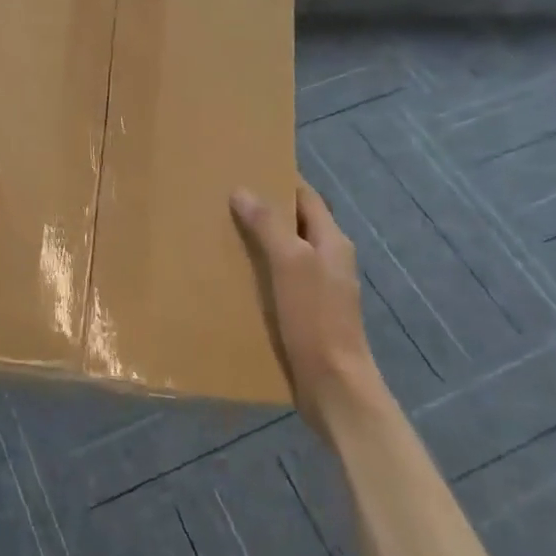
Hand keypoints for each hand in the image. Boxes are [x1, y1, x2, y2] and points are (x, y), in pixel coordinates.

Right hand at [231, 182, 386, 431]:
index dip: (280, 180)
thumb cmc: (315, 319)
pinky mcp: (306, 313)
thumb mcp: (290, 264)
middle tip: (223, 199)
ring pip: (286, 251)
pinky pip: (280, 279)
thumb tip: (243, 190)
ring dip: (259, 240)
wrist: (334, 387)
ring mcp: (319, 288)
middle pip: (295, 222)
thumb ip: (269, 225)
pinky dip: (259, 270)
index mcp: (332, 241)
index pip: (306, 196)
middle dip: (264, 209)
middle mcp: (328, 259)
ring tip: (220, 232)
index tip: (246, 167)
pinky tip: (234, 276)